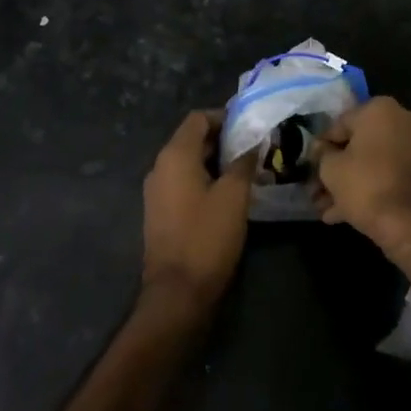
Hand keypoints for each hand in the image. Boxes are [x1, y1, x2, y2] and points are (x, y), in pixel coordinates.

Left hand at [140, 111, 257, 316]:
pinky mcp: (160, 212)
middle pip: (192, 138)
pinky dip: (204, 179)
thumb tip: (253, 141)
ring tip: (246, 169)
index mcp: (175, 155)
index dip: (224, 117)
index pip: (198, 118)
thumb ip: (244, 162)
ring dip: (215, 161)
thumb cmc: (207, 237)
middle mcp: (160, 166)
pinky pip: (183, 182)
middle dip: (223, 139)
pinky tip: (227, 193)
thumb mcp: (234, 196)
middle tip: (254, 148)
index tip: (250, 126)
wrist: (177, 294)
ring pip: (188, 162)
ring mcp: (157, 191)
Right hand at [312, 96, 410, 253]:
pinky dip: (371, 190)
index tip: (310, 166)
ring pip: (374, 163)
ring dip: (350, 184)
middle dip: (336, 169)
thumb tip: (320, 148)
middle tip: (317, 191)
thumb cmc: (367, 186)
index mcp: (380, 109)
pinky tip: (344, 214)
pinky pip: (390, 176)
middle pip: (358, 144)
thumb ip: (322, 153)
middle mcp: (403, 121)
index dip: (322, 147)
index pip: (340, 124)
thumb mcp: (331, 169)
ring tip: (326, 209)